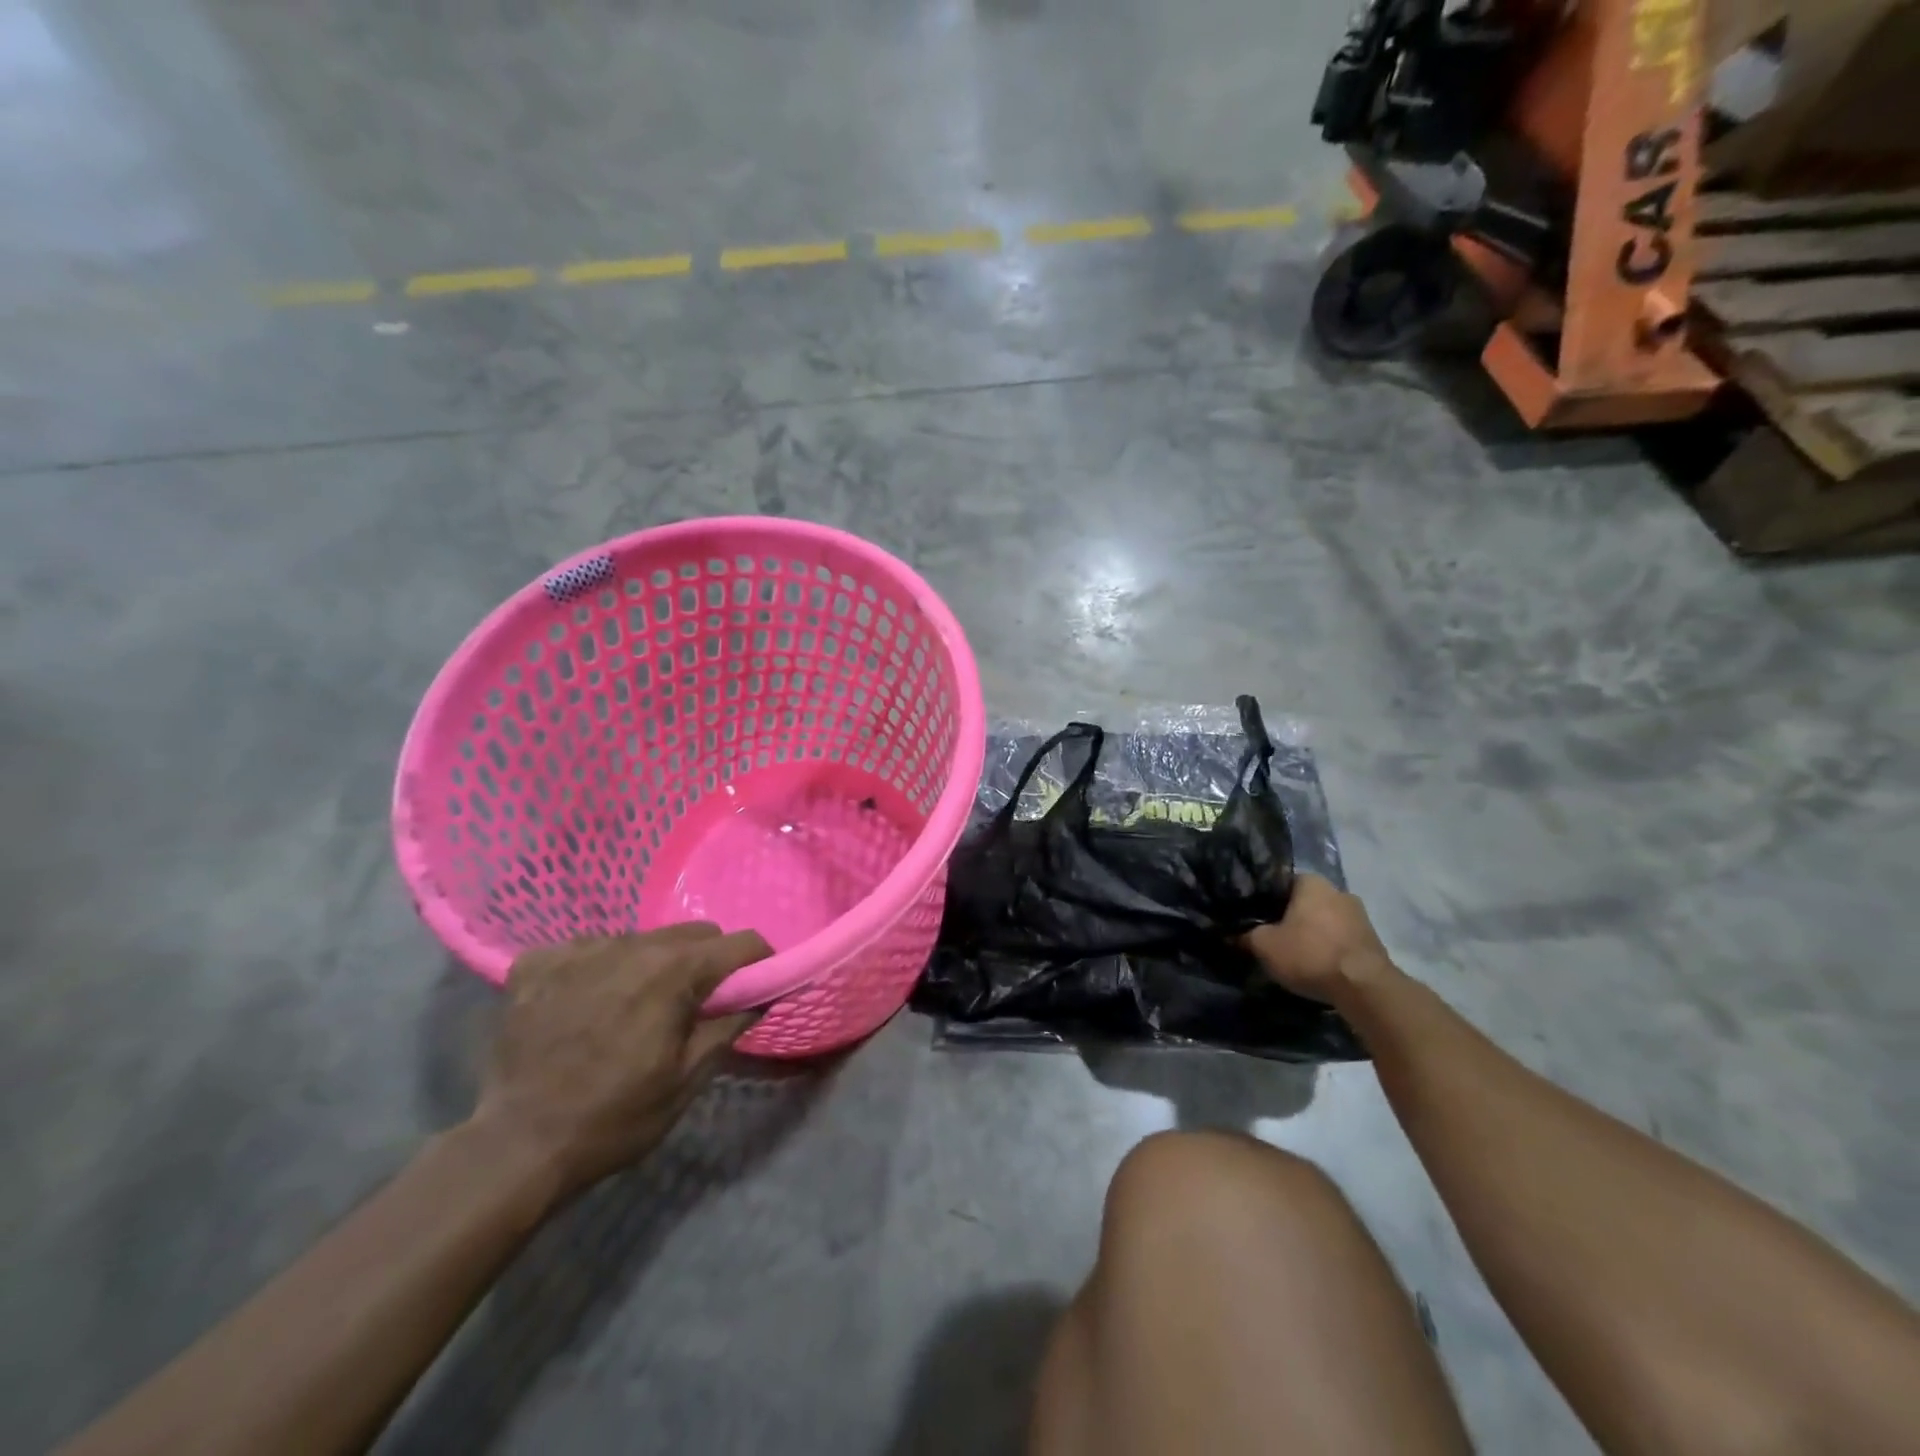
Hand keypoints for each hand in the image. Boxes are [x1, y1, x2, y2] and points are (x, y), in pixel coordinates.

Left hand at [475, 924, 771, 1194]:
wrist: (515, 1149)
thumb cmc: (615, 1117)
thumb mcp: (688, 1079)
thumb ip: (730, 1025)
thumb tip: (764, 995)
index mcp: (673, 970)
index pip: (740, 943)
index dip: (758, 962)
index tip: (756, 986)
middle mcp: (630, 944)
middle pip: (692, 933)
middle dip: (706, 962)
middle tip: (693, 1005)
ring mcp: (579, 949)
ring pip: (641, 938)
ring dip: (651, 965)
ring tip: (633, 1009)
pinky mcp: (537, 962)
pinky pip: (587, 950)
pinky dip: (598, 971)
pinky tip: (584, 1007)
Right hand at [1244, 876, 1394, 1005]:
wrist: (1364, 988)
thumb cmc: (1309, 954)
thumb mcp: (1264, 945)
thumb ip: (1246, 935)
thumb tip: (1233, 934)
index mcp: (1311, 882)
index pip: (1280, 883)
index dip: (1264, 899)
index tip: (1254, 916)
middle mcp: (1339, 890)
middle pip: (1304, 902)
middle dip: (1290, 918)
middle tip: (1272, 936)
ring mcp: (1360, 916)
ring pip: (1324, 921)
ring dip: (1311, 934)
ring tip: (1294, 954)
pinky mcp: (1373, 941)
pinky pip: (1340, 940)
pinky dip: (1328, 949)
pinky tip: (1317, 966)